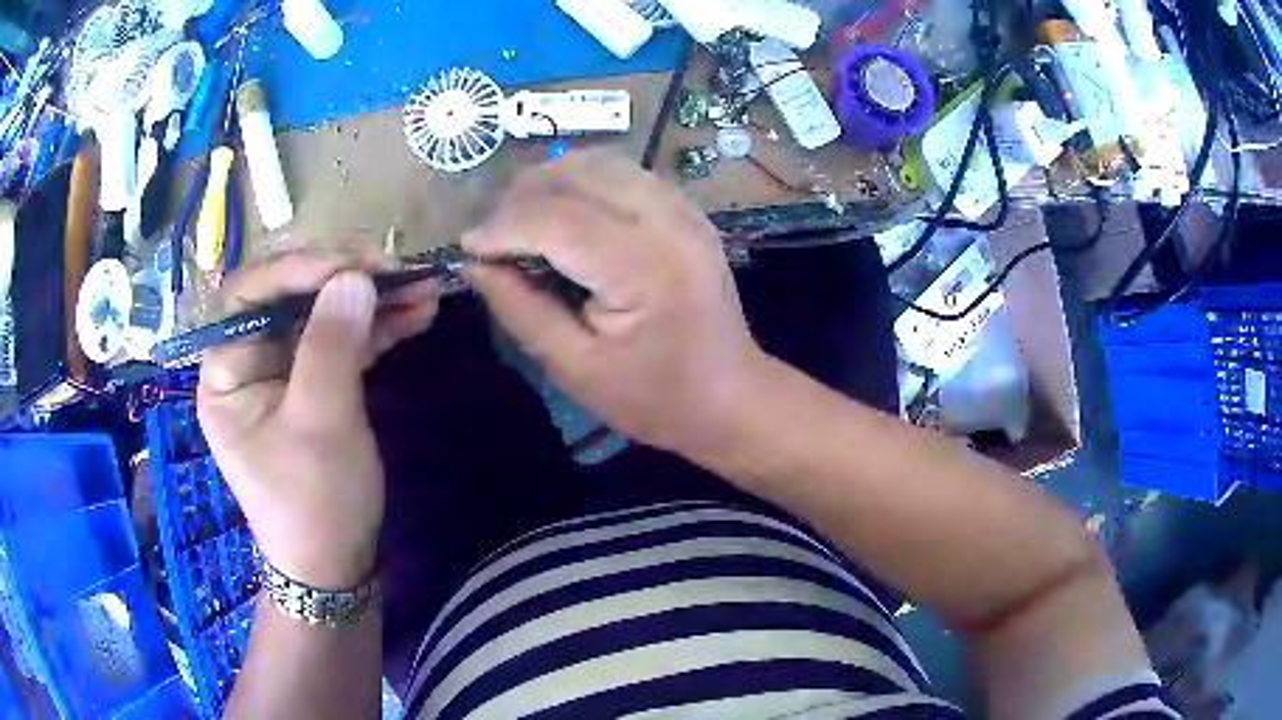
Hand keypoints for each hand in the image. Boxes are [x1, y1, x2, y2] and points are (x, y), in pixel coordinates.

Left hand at [197, 251, 439, 587]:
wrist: (337, 564)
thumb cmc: (315, 503)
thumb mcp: (320, 425)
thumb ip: (331, 346)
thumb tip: (354, 277)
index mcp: (226, 372)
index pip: (249, 296)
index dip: (296, 270)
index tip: (351, 265)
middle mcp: (249, 363)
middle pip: (289, 298)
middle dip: (342, 280)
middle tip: (393, 270)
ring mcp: (283, 372)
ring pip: (322, 317)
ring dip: (370, 301)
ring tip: (421, 288)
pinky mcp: (314, 384)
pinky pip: (341, 342)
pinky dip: (377, 328)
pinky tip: (416, 314)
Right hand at [463, 150, 764, 456]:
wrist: (730, 396)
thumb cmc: (654, 397)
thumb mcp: (575, 368)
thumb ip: (520, 310)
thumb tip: (474, 265)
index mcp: (646, 269)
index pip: (558, 220)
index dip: (504, 227)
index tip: (467, 246)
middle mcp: (670, 223)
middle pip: (579, 175)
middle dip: (522, 196)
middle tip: (493, 235)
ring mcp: (685, 210)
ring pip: (602, 163)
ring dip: (551, 181)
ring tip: (520, 220)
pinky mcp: (687, 210)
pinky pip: (625, 173)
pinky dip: (583, 181)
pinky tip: (563, 211)